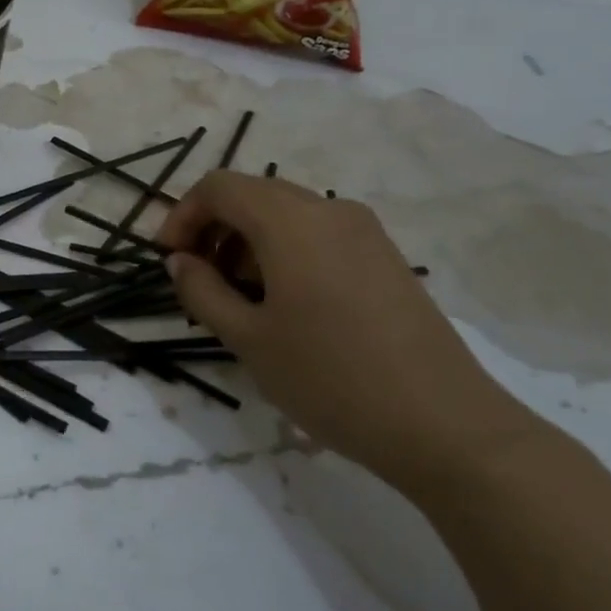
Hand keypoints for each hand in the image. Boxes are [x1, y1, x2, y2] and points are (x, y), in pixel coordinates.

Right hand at [156, 173, 530, 495]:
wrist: (443, 424)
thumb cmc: (330, 378)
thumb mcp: (248, 339)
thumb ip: (202, 292)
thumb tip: (179, 261)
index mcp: (291, 221)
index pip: (219, 187)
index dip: (182, 215)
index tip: (167, 260)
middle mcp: (329, 210)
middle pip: (253, 195)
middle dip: (213, 229)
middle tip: (196, 281)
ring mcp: (364, 231)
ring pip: (286, 215)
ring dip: (247, 243)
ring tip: (236, 299)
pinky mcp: (384, 257)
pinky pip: (318, 234)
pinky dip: (283, 252)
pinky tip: (282, 304)